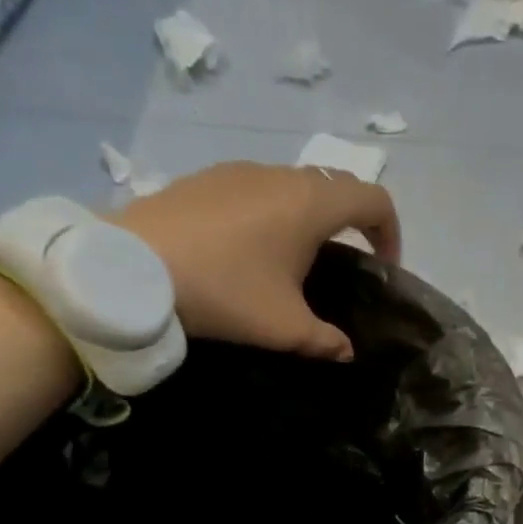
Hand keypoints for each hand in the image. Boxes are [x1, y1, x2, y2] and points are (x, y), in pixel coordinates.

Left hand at [111, 162, 401, 361]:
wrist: (132, 269)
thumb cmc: (226, 291)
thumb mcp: (285, 328)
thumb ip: (326, 340)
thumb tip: (345, 351)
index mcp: (311, 204)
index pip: (375, 200)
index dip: (390, 233)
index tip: (383, 268)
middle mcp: (280, 176)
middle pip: (336, 187)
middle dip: (352, 223)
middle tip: (345, 264)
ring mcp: (239, 172)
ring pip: (294, 186)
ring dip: (309, 217)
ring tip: (294, 260)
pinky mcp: (205, 179)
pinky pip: (257, 190)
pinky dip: (271, 213)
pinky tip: (248, 251)